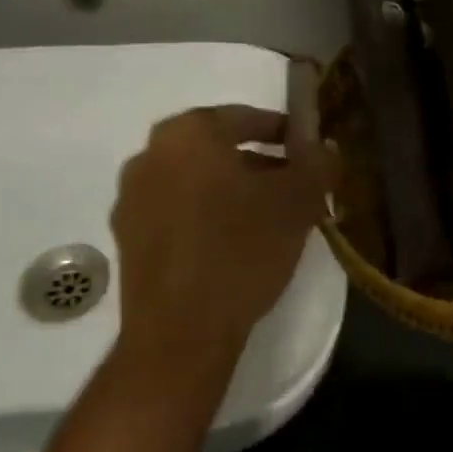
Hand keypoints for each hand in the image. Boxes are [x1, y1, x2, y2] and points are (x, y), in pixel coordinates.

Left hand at [110, 104, 330, 374]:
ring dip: (232, 191)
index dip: (284, 132)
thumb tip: (325, 148)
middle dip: (259, 164)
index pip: (245, 117)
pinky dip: (206, 216)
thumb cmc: (241, 250)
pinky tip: (234, 244)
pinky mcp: (127, 238)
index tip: (308, 152)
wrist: (181, 333)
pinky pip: (176, 211)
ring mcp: (132, 198)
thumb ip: (318, 163)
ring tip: (269, 219)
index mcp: (188, 133)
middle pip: (218, 149)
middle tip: (293, 187)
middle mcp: (150, 155)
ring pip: (196, 181)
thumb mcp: (298, 201)